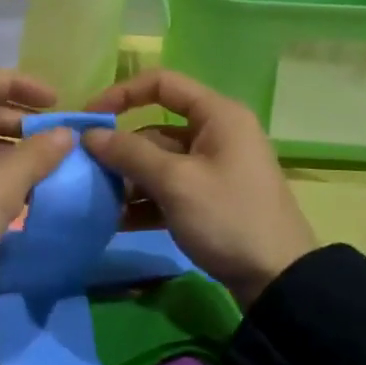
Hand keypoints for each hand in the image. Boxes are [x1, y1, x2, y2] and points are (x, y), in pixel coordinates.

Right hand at [83, 70, 316, 306]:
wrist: (278, 280)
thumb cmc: (228, 218)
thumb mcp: (176, 183)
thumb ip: (130, 154)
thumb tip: (89, 134)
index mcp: (217, 115)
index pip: (162, 83)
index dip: (122, 94)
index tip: (89, 117)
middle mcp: (216, 134)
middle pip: (156, 128)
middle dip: (121, 150)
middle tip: (86, 172)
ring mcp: (213, 168)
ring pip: (159, 162)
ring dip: (129, 179)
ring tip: (98, 202)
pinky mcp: (210, 199)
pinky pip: (169, 189)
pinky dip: (145, 201)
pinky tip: (117, 222)